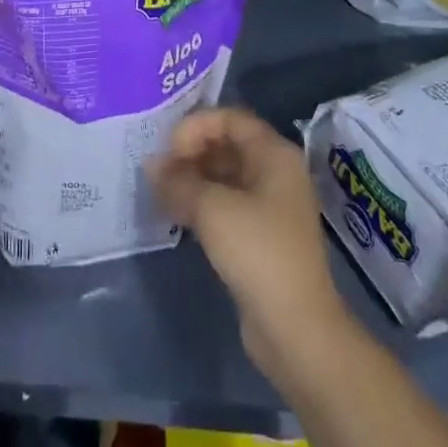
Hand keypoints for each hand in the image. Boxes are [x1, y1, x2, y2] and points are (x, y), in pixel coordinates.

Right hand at [148, 107, 347, 378]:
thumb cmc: (258, 252)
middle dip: (191, 152)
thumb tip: (152, 165)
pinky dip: (202, 203)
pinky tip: (176, 214)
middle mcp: (276, 172)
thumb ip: (178, 180)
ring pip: (225, 176)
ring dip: (193, 179)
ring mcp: (271, 205)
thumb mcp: (211, 209)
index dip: (196, 126)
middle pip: (227, 145)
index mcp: (274, 153)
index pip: (230, 118)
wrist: (296, 328)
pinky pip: (227, 204)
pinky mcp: (261, 236)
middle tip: (158, 171)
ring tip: (160, 191)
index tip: (168, 150)